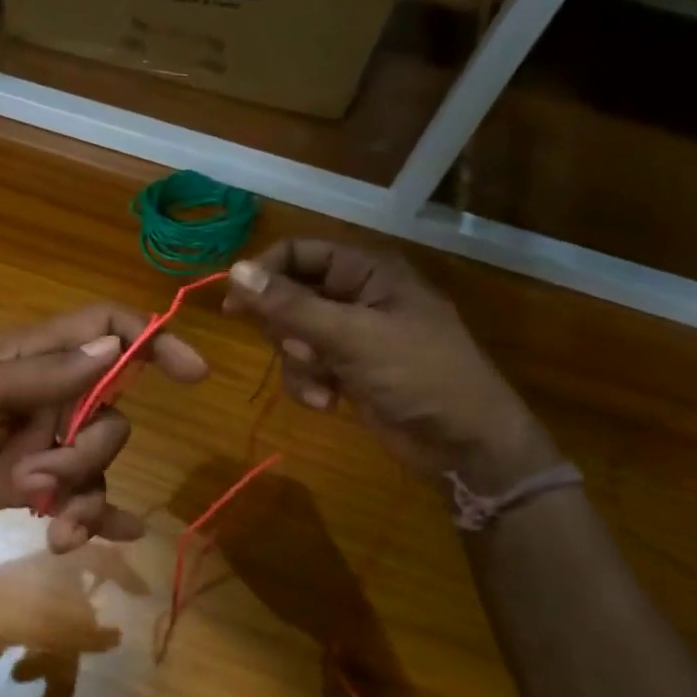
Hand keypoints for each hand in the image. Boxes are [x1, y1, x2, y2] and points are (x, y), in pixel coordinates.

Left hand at [0, 305, 208, 547]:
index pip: (102, 330)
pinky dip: (93, 515)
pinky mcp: (18, 487)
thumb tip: (116, 346)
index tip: (192, 373)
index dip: (150, 341)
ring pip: (91, 462)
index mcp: (27, 358)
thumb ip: (47, 374)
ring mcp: (29, 444)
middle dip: (91, 451)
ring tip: (55, 526)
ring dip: (84, 496)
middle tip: (43, 478)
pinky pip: (70, 498)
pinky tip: (110, 539)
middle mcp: (38, 396)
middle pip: (107, 411)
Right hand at [223, 240, 554, 487]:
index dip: (264, 273)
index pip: (299, 254)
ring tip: (324, 383)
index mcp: (367, 272)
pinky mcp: (346, 371)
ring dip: (299, 366)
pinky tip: (329, 403)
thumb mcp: (351, 337)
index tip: (233, 303)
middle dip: (288, 331)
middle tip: (299, 350)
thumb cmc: (418, 375)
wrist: (463, 442)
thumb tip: (235, 271)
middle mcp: (356, 297)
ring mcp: (350, 337)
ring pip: (292, 338)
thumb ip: (291, 306)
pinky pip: (305, 369)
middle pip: (289, 298)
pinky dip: (310, 386)